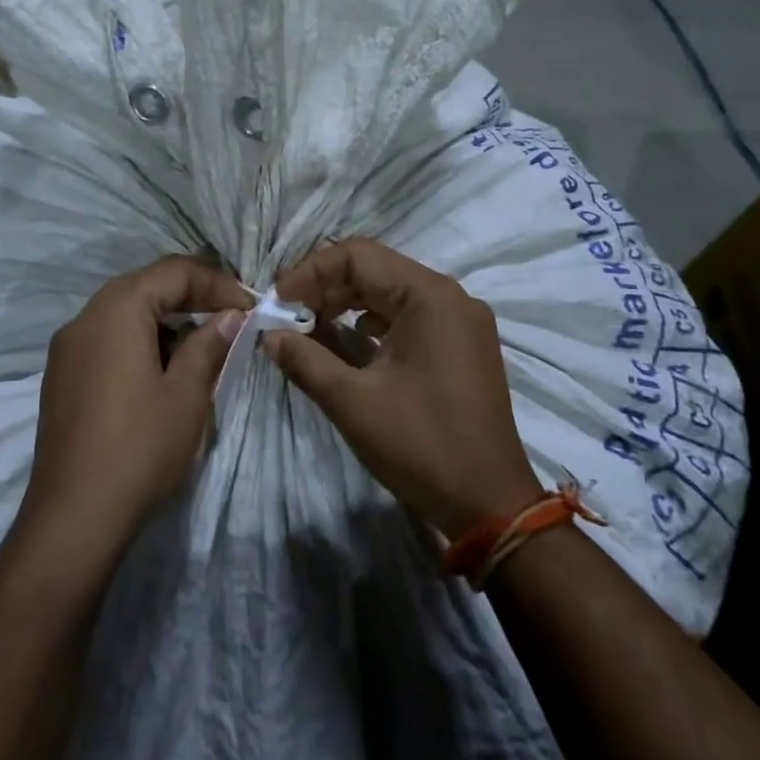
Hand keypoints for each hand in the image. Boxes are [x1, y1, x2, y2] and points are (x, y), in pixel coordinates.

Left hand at [24, 256, 250, 553]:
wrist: (73, 517)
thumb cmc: (139, 448)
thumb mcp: (187, 394)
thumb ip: (209, 344)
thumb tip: (230, 316)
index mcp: (116, 311)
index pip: (172, 271)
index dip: (216, 283)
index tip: (249, 307)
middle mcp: (84, 318)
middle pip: (145, 285)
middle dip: (191, 296)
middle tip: (231, 318)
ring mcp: (67, 348)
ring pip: (124, 311)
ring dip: (166, 319)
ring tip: (202, 345)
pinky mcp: (61, 376)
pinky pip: (106, 338)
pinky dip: (140, 339)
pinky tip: (163, 369)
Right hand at [266, 239, 539, 538]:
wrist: (490, 504)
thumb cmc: (421, 445)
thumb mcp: (353, 402)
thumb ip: (305, 359)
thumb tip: (270, 335)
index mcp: (430, 296)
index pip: (358, 256)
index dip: (310, 272)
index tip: (277, 302)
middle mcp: (450, 297)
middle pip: (376, 270)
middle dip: (326, 288)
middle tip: (287, 316)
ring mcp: (460, 321)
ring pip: (391, 293)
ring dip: (347, 305)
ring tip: (309, 329)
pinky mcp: (461, 345)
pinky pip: (409, 316)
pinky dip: (373, 324)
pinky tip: (348, 345)